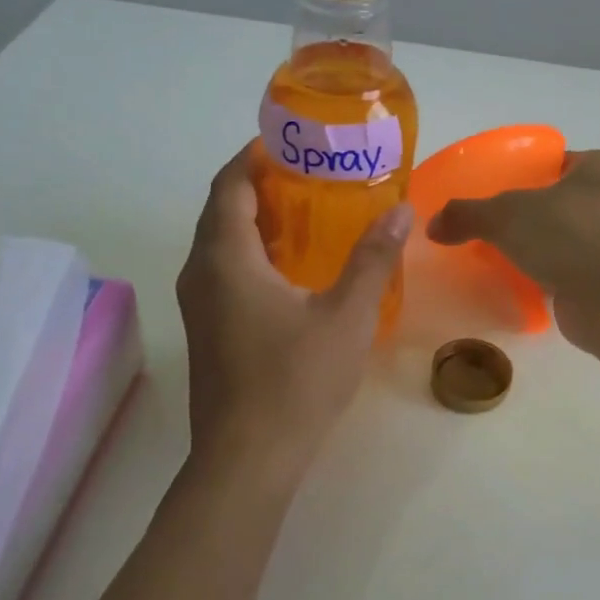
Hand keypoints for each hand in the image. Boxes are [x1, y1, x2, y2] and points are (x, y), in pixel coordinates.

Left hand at [176, 144, 410, 481]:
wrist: (248, 458)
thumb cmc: (296, 381)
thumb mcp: (346, 317)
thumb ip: (373, 259)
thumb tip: (401, 211)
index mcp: (226, 258)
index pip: (230, 184)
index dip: (256, 155)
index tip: (294, 141)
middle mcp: (200, 273)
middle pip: (222, 210)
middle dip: (261, 185)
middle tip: (313, 174)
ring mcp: (198, 305)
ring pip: (221, 243)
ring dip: (257, 221)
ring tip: (310, 214)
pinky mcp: (207, 330)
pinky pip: (224, 272)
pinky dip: (253, 253)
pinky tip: (295, 269)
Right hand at [425, 149, 599, 349]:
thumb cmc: (565, 234)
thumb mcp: (504, 215)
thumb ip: (466, 214)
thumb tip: (432, 226)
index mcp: (599, 168)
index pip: (558, 162)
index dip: (528, 172)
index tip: (498, 188)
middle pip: (560, 202)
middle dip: (531, 214)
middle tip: (493, 225)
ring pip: (566, 239)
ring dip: (541, 248)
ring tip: (502, 256)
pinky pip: (570, 271)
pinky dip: (549, 276)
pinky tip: (521, 284)